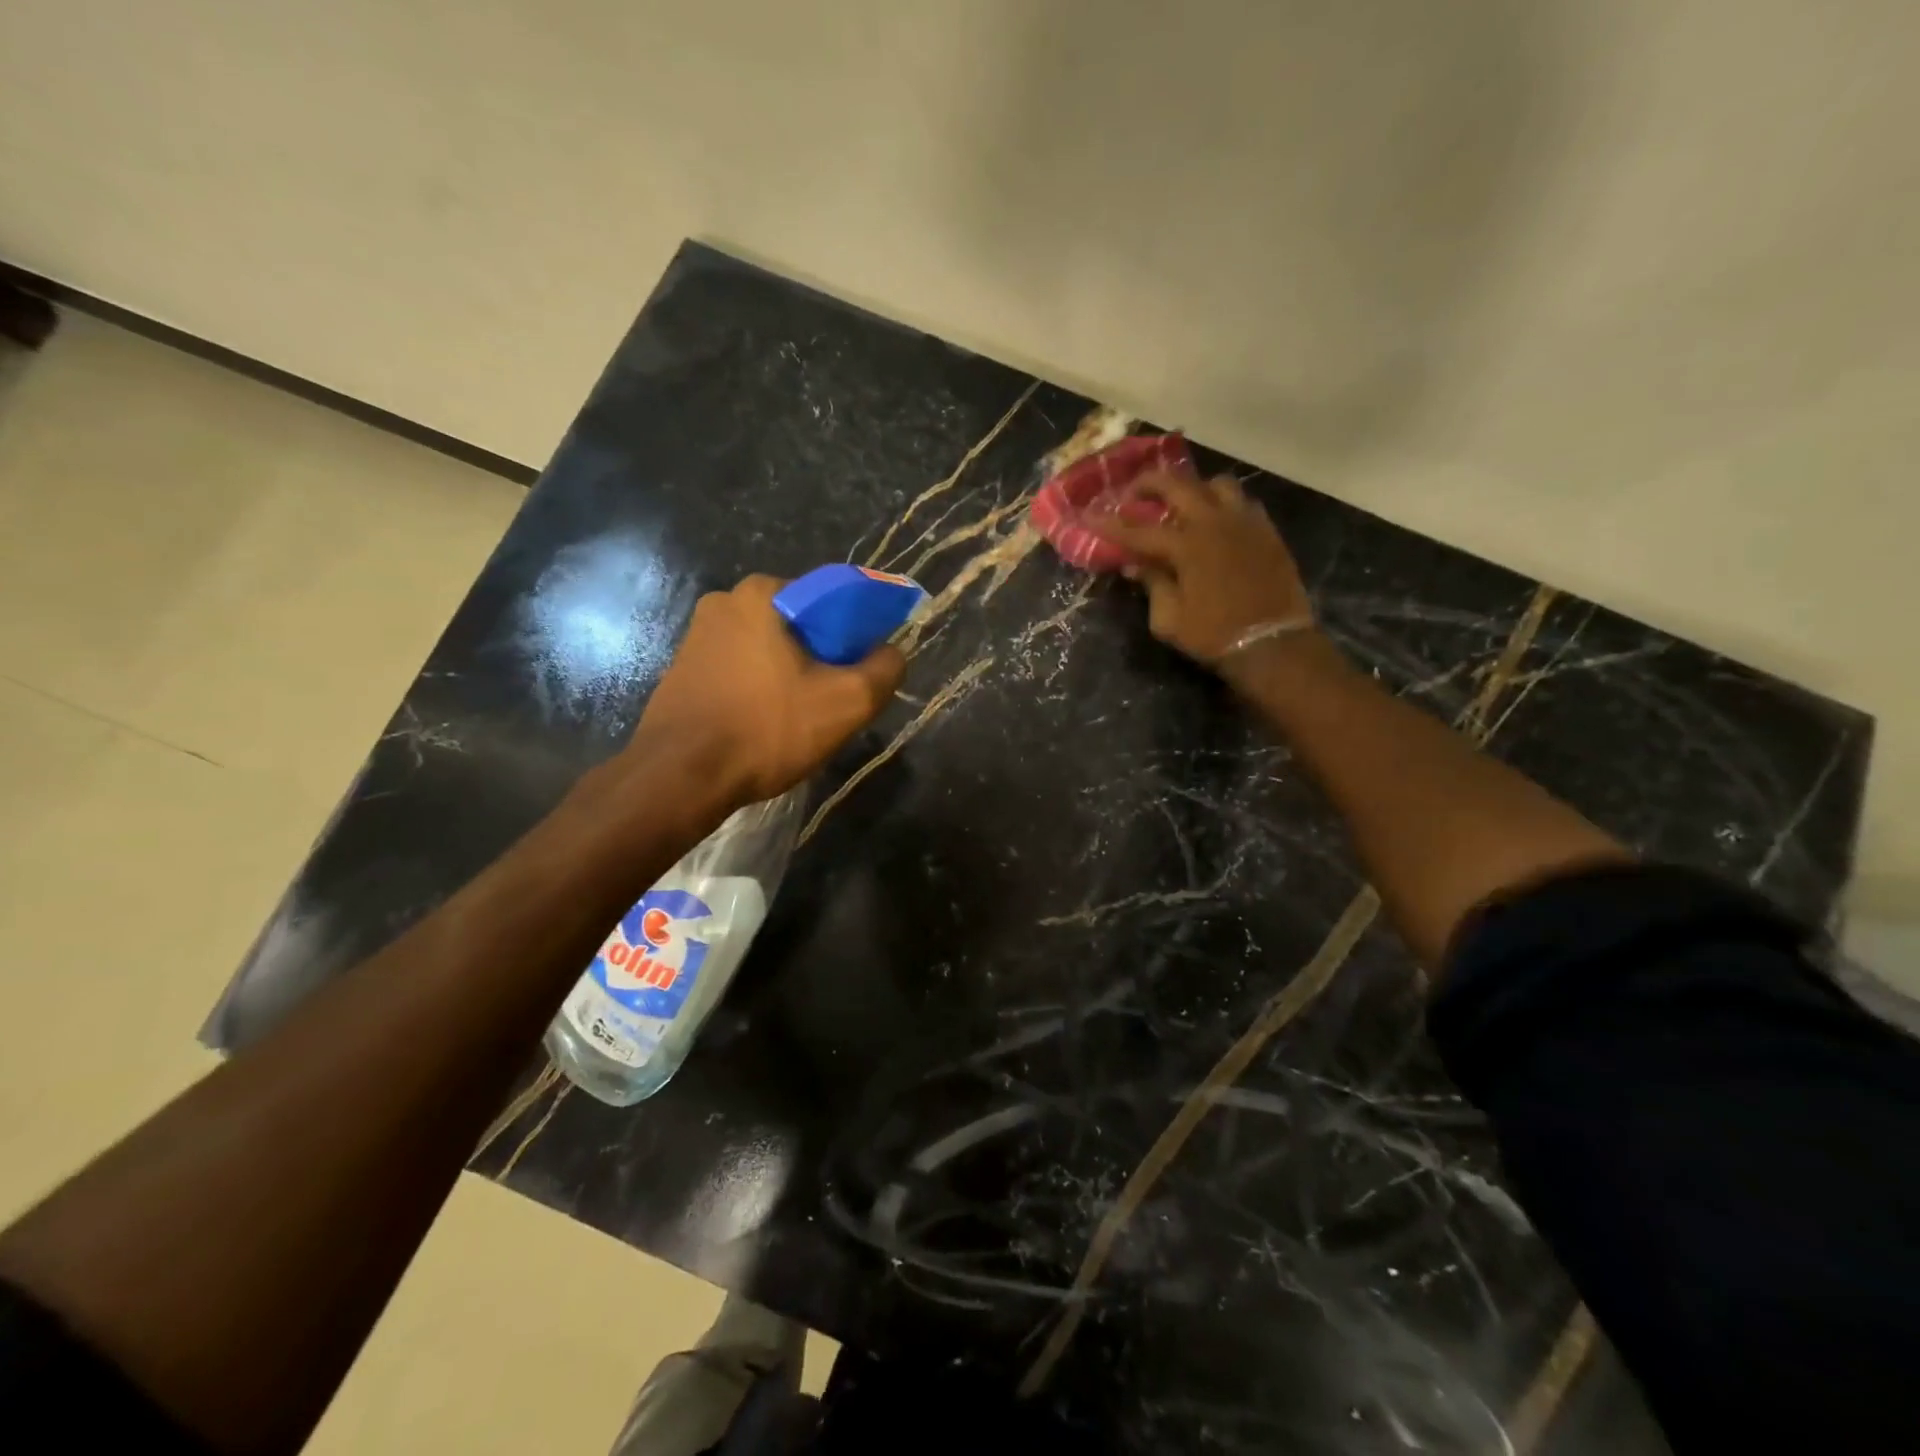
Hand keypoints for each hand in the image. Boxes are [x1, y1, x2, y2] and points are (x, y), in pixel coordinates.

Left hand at [626, 576, 904, 808]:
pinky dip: (761, 690)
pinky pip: (741, 670)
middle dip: (823, 658)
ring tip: (800, 720)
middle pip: (800, 625)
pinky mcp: (683, 670)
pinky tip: (766, 726)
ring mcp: (697, 636)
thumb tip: (892, 653)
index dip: (857, 635)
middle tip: (833, 701)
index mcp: (762, 593)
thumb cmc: (767, 729)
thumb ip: (885, 669)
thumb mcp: (847, 702)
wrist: (681, 778)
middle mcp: (724, 602)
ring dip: (792, 677)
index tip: (860, 672)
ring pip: (770, 650)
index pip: (831, 599)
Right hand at [1088, 472, 1313, 665]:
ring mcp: (1244, 522)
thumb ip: (1152, 585)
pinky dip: (1222, 505)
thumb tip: (1135, 566)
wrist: (1273, 643)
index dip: (1110, 524)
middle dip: (1149, 483)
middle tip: (1133, 492)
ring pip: (1215, 485)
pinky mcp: (1266, 531)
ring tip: (1181, 503)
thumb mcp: (1169, 619)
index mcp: (1186, 546)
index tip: (1090, 516)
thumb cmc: (1213, 635)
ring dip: (1193, 488)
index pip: (1138, 529)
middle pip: (1177, 484)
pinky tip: (1214, 521)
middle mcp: (1214, 523)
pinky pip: (1242, 502)